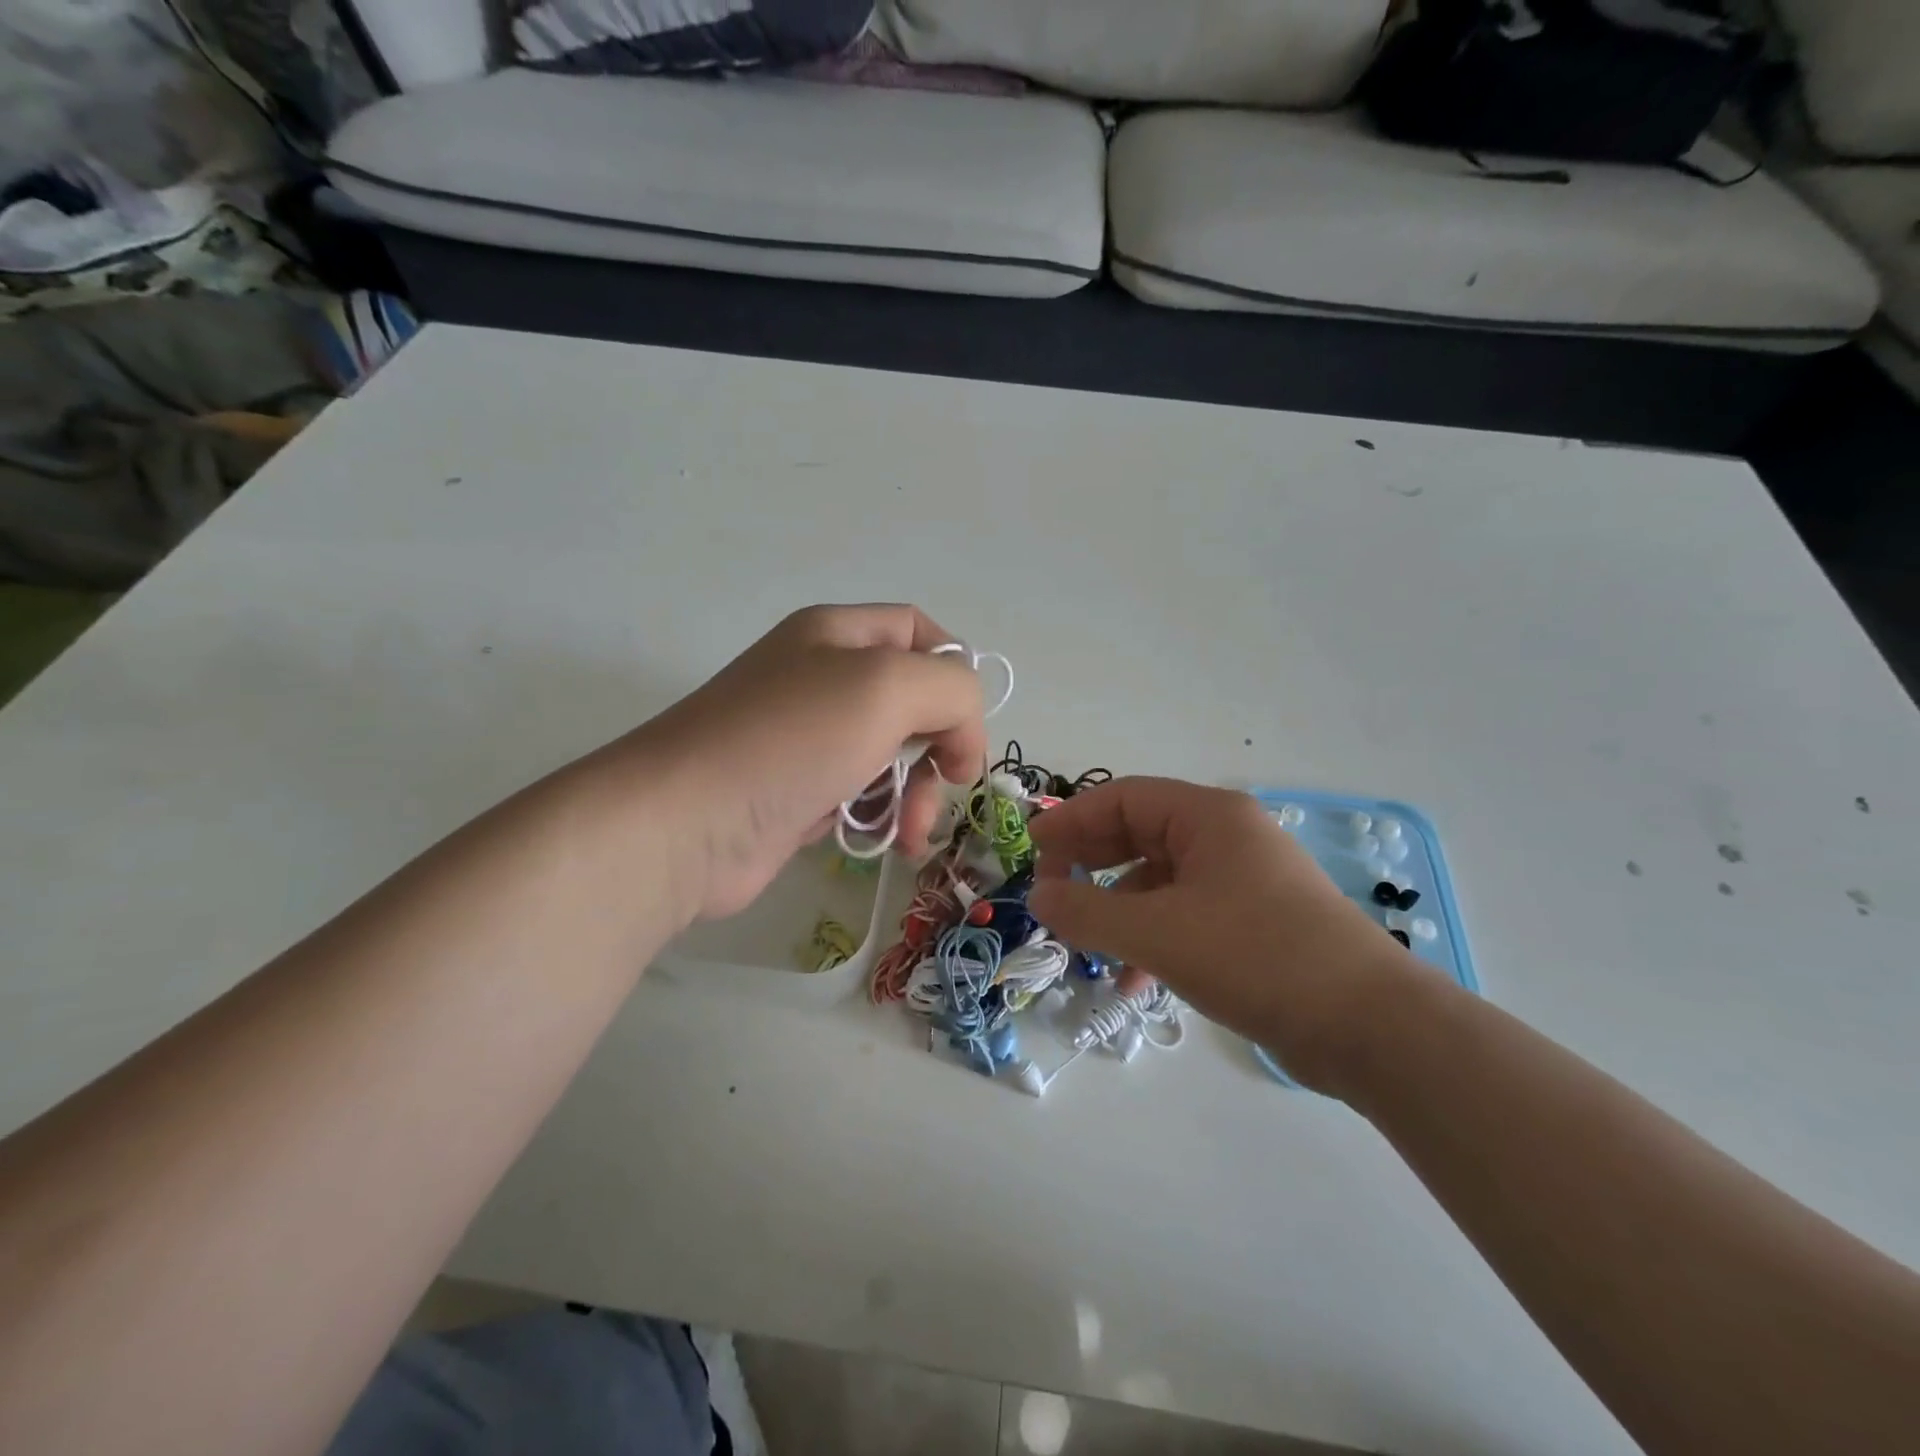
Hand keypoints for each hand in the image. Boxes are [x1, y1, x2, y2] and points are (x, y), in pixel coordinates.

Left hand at [625, 604, 990, 921]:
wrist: (685, 824)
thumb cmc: (791, 740)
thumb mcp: (888, 687)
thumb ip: (951, 689)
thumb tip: (958, 738)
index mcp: (837, 634)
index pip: (920, 632)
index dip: (955, 672)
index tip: (965, 727)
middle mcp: (822, 678)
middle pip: (913, 701)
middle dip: (940, 746)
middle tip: (945, 784)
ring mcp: (807, 739)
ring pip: (892, 756)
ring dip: (915, 794)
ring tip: (910, 833)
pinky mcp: (798, 794)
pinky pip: (861, 796)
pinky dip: (881, 818)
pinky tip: (884, 844)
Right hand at [1028, 778, 1432, 1090]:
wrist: (1370, 1027)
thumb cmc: (1257, 956)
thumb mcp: (1158, 933)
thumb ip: (1088, 911)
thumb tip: (1037, 895)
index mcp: (1208, 817)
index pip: (1122, 798)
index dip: (1071, 820)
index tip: (1032, 850)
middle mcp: (1226, 838)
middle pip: (1139, 834)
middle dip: (1090, 864)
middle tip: (1051, 894)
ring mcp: (1242, 881)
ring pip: (1159, 880)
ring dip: (1118, 909)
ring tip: (1087, 946)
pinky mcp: (1253, 923)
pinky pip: (1184, 915)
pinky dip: (1152, 938)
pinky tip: (1135, 981)